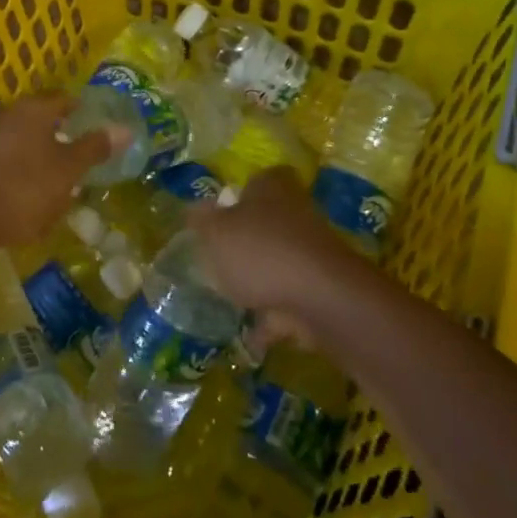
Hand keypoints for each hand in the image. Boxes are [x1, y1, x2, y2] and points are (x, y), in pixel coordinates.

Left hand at [0, 94, 114, 288]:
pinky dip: (26, 170)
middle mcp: (10, 116)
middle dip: (64, 134)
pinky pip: (11, 160)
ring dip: (44, 154)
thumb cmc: (26, 189)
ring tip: (64, 176)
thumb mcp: (69, 170)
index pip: (65, 100)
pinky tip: (35, 191)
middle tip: (85, 153)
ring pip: (27, 140)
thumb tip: (124, 128)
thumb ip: (95, 148)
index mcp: (34, 110)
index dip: (84, 111)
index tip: (100, 128)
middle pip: (44, 119)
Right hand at [189, 167, 371, 345]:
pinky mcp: (322, 287)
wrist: (321, 298)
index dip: (239, 195)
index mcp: (272, 186)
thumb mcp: (215, 233)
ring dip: (260, 280)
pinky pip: (290, 299)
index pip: (257, 180)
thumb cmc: (260, 251)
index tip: (220, 216)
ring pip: (278, 260)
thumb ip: (201, 221)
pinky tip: (251, 337)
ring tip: (232, 301)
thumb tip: (194, 209)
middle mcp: (296, 211)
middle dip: (247, 241)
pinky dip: (273, 317)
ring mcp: (313, 251)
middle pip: (268, 221)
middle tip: (219, 259)